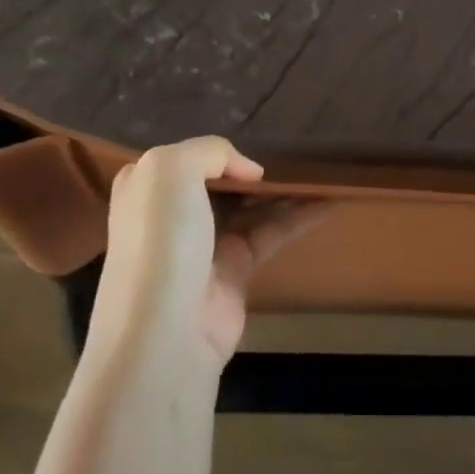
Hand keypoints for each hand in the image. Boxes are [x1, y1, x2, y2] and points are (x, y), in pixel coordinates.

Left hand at [92, 137, 330, 369]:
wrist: (167, 329)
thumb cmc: (163, 239)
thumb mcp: (172, 171)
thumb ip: (210, 151)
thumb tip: (249, 171)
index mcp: (147, 187)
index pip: (181, 158)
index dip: (213, 150)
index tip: (247, 144)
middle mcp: (173, 214)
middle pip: (219, 181)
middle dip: (250, 169)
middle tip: (290, 153)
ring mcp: (205, 243)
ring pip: (249, 206)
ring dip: (281, 190)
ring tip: (319, 170)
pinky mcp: (236, 269)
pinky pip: (272, 233)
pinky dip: (299, 217)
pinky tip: (328, 201)